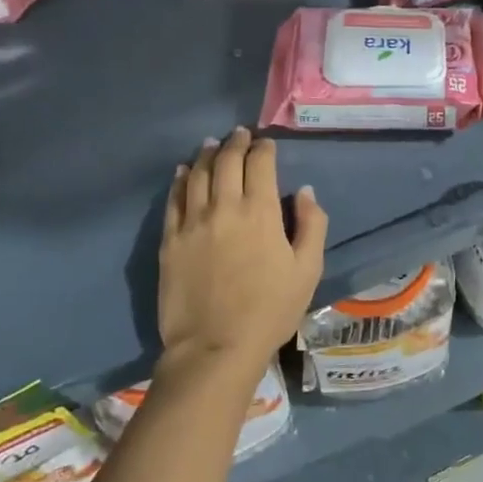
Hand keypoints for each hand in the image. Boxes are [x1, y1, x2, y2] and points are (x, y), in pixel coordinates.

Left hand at [159, 128, 327, 376]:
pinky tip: (183, 171)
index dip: (264, 148)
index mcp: (261, 212)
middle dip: (236, 143)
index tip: (267, 143)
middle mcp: (225, 207)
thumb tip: (304, 191)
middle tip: (240, 134)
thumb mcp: (308, 270)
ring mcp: (193, 222)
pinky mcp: (170, 240)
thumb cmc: (270, 310)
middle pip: (227, 161)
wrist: (215, 347)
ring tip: (213, 144)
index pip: (260, 164)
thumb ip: (312, 225)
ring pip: (198, 174)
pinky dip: (180, 179)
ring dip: (208, 155)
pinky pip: (174, 199)